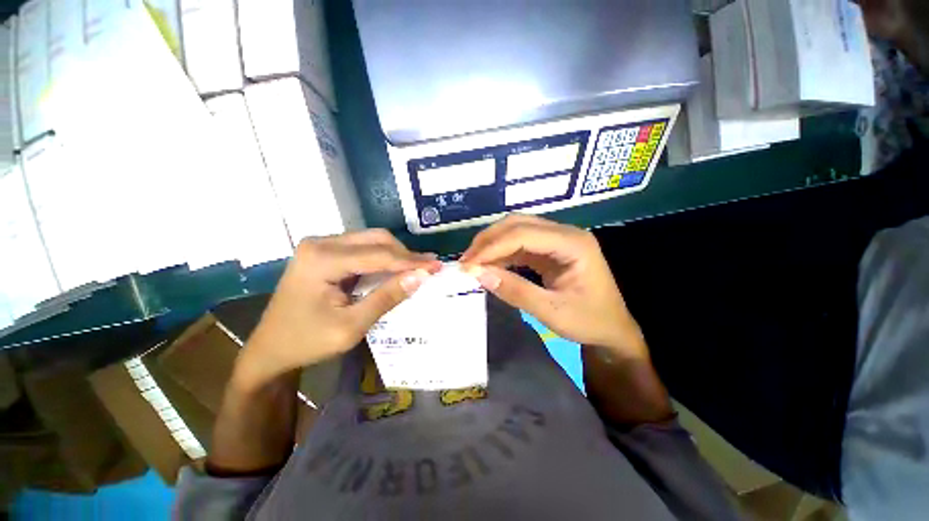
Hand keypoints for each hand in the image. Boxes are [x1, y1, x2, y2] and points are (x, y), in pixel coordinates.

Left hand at [238, 230, 440, 387]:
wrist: (269, 350)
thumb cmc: (307, 342)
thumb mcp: (351, 326)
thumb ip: (387, 297)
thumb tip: (421, 276)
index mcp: (322, 259)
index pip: (378, 255)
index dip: (411, 261)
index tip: (436, 266)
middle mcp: (320, 243)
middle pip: (376, 239)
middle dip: (405, 255)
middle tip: (428, 268)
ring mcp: (320, 246)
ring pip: (371, 241)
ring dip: (396, 255)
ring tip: (418, 269)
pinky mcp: (324, 253)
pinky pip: (362, 249)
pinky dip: (383, 259)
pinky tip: (396, 269)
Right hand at [461, 215, 645, 359]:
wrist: (612, 329)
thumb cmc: (590, 322)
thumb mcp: (552, 312)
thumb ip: (516, 292)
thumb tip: (478, 275)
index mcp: (573, 244)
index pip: (524, 234)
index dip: (492, 247)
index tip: (468, 265)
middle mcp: (565, 233)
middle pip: (518, 224)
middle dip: (488, 240)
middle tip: (466, 261)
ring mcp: (557, 239)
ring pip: (516, 230)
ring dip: (492, 244)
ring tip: (472, 262)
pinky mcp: (550, 249)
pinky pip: (520, 244)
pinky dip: (501, 252)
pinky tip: (489, 264)